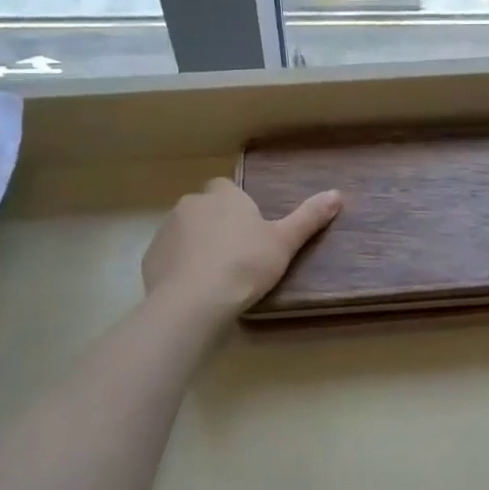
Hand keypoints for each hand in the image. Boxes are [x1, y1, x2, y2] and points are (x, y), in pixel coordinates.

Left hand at [143, 178, 340, 318]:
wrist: (195, 302)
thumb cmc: (246, 265)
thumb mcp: (285, 242)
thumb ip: (309, 217)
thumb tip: (337, 193)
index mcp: (224, 196)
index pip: (227, 188)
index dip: (237, 205)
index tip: (250, 229)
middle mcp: (191, 205)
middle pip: (204, 208)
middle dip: (216, 225)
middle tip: (237, 255)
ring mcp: (166, 231)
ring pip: (185, 232)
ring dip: (196, 245)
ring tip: (216, 276)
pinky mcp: (151, 258)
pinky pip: (169, 257)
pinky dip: (179, 267)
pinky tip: (195, 289)